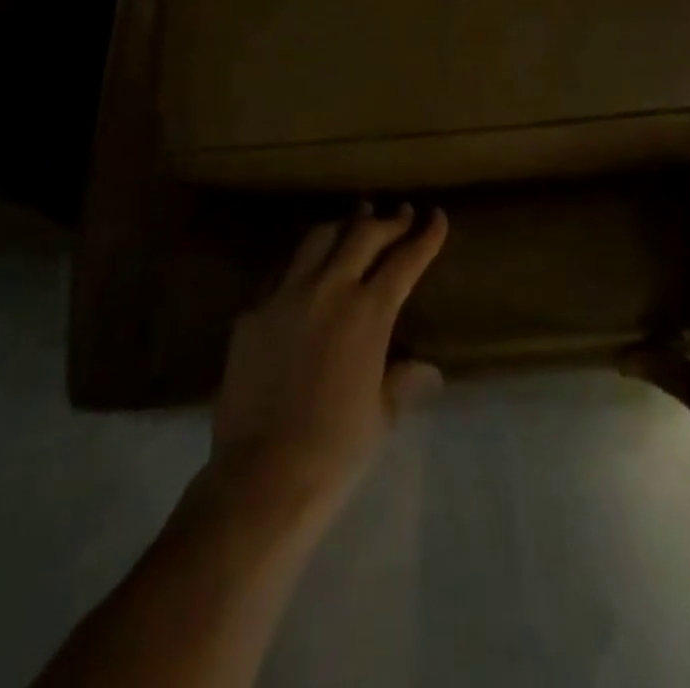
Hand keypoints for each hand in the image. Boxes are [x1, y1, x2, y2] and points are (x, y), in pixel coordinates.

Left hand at [210, 202, 448, 519]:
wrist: (263, 476)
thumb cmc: (336, 450)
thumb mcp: (381, 413)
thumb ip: (402, 379)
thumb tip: (426, 369)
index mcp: (368, 313)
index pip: (405, 260)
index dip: (425, 236)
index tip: (436, 216)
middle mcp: (328, 290)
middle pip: (363, 236)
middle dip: (387, 221)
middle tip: (400, 214)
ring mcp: (285, 295)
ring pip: (318, 239)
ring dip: (343, 227)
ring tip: (355, 221)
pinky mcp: (253, 310)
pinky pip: (283, 268)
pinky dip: (304, 257)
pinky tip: (308, 263)